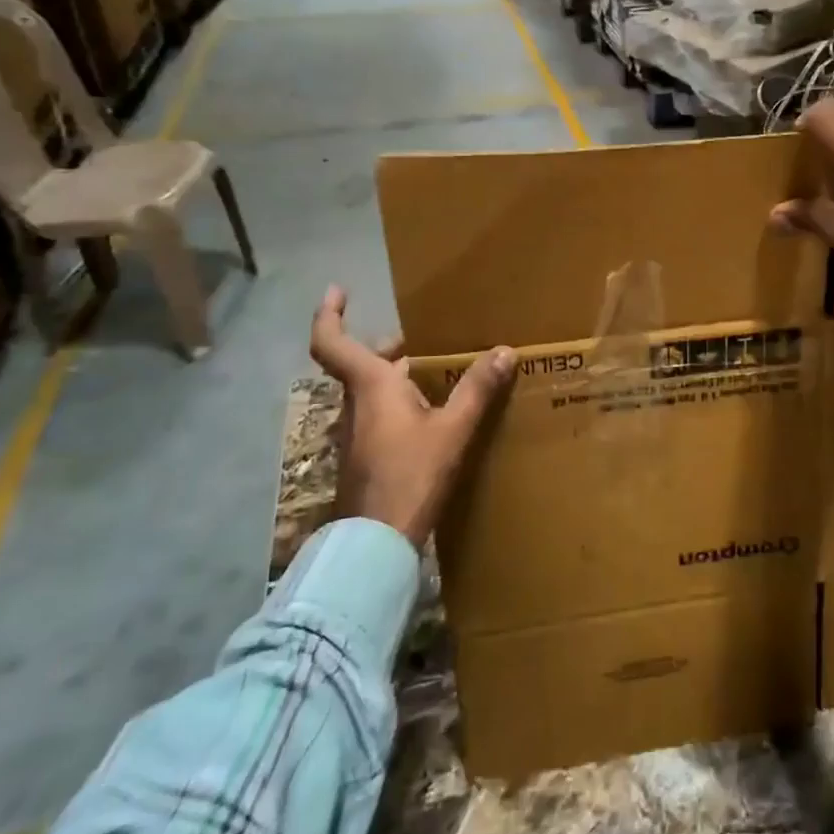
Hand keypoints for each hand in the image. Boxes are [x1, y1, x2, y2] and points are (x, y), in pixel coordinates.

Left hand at [308, 286, 515, 545]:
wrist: (375, 543)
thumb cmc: (410, 475)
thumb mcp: (452, 429)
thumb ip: (477, 389)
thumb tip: (505, 351)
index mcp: (371, 386)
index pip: (332, 342)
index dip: (328, 313)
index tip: (338, 289)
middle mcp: (357, 403)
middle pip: (364, 364)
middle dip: (391, 348)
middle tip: (426, 339)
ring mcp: (357, 433)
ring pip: (373, 390)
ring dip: (400, 376)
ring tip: (441, 374)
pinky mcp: (365, 456)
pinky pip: (381, 414)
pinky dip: (402, 403)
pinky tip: (434, 415)